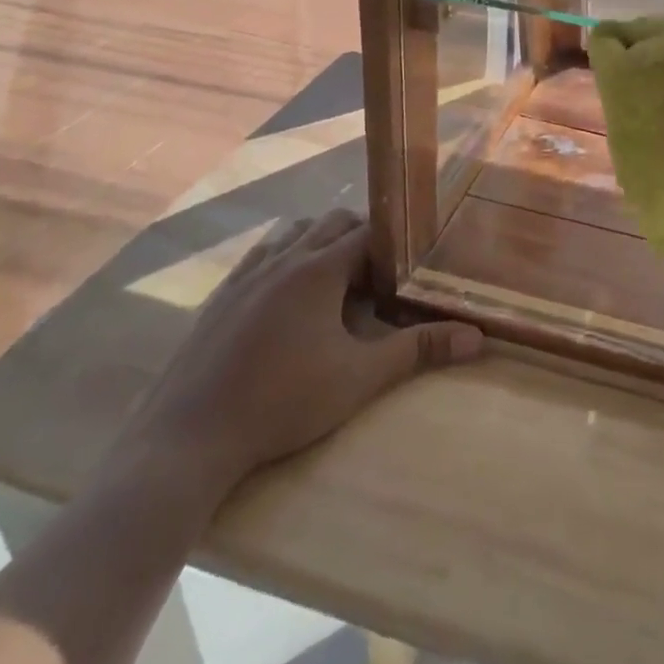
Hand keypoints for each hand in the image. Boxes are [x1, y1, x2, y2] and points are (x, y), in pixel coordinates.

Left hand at [105, 211, 483, 506]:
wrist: (186, 441)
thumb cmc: (281, 403)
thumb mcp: (359, 378)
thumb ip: (418, 351)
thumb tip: (477, 338)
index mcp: (317, 269)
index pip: (367, 232)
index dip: (392, 244)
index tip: (409, 265)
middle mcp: (281, 259)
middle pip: (331, 223)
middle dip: (360, 238)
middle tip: (379, 276)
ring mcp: (245, 275)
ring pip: (292, 233)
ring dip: (319, 243)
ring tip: (335, 283)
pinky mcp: (218, 297)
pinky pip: (260, 256)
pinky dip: (284, 259)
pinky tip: (286, 299)